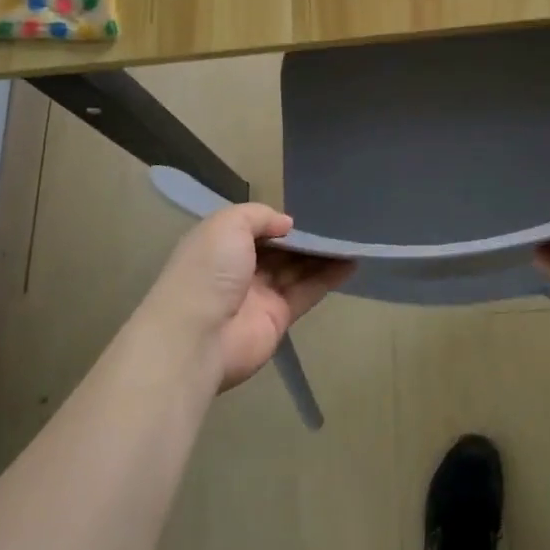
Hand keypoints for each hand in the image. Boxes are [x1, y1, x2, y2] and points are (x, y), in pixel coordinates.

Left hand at [142, 204, 354, 390]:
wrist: (198, 336)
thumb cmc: (209, 270)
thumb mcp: (228, 224)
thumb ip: (259, 216)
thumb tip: (286, 224)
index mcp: (220, 245)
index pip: (253, 229)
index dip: (276, 221)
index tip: (304, 213)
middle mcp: (239, 269)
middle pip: (278, 250)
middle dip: (303, 238)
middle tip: (336, 223)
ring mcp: (259, 295)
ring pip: (296, 269)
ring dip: (322, 255)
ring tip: (351, 239)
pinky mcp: (278, 318)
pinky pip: (307, 292)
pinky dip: (329, 277)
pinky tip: (351, 263)